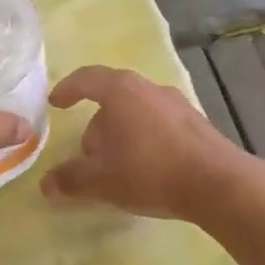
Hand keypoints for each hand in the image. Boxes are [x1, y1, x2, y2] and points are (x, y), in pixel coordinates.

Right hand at [41, 65, 250, 220]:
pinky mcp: (197, 124)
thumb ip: (71, 180)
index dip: (68, 89)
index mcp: (121, 91)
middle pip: (113, 99)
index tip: (55, 103)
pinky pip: (160, 125)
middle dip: (97, 125)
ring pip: (138, 112)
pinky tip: (148, 169)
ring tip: (118, 166)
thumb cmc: (150, 172)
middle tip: (89, 155)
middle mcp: (150, 89)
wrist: (218, 184)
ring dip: (122, 134)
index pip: (87, 79)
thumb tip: (47, 185)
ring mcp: (178, 104)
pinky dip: (146, 140)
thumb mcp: (101, 181)